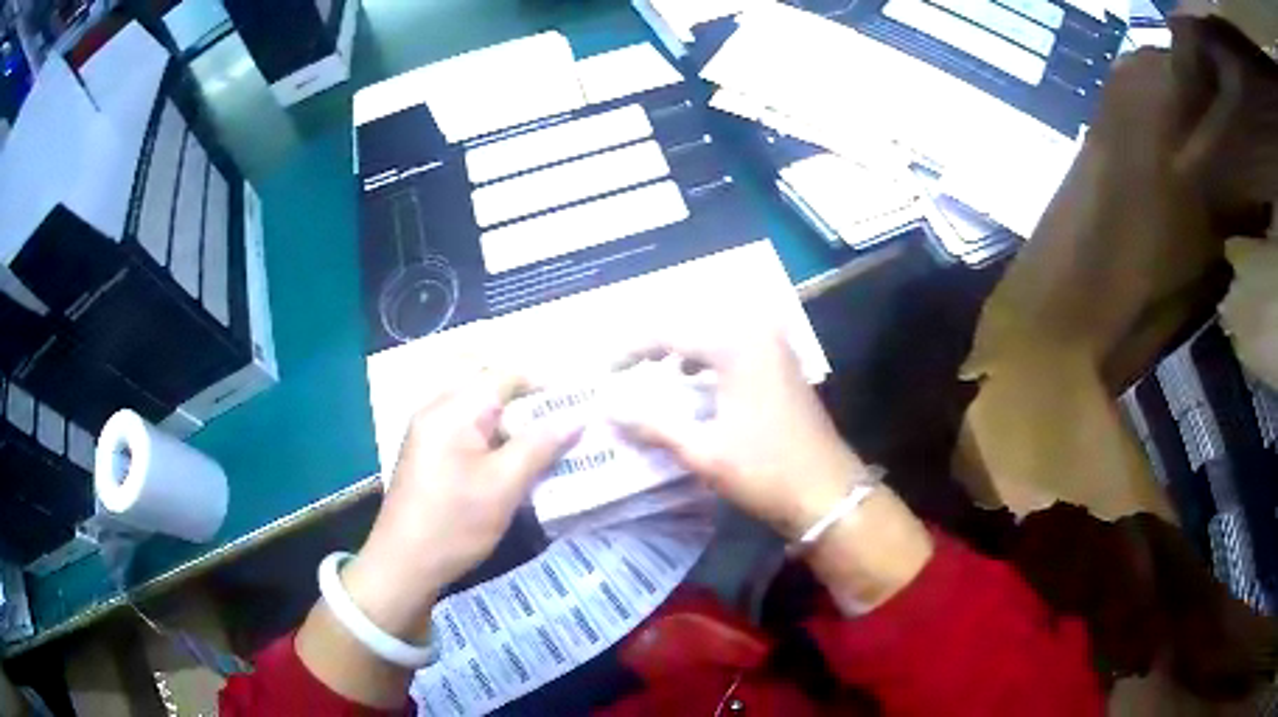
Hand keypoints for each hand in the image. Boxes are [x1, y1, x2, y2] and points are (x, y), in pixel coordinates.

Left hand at [343, 372, 579, 640]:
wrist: (404, 564)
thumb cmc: (455, 523)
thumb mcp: (504, 486)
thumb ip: (540, 446)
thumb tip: (577, 417)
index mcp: (452, 410)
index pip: (503, 376)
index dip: (542, 384)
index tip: (575, 403)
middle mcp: (436, 410)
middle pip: (489, 391)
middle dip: (528, 405)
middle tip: (562, 426)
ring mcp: (427, 432)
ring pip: (478, 413)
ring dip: (511, 425)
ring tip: (544, 446)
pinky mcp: (427, 454)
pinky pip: (465, 431)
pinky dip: (492, 440)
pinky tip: (511, 464)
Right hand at [615, 326, 932, 610]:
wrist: (828, 493)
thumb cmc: (766, 470)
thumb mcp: (703, 450)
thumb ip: (652, 425)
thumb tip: (608, 410)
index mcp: (736, 344)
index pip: (668, 332)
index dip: (630, 349)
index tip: (603, 371)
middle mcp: (756, 333)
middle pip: (690, 325)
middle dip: (653, 343)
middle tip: (621, 366)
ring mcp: (774, 347)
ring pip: (712, 335)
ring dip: (679, 351)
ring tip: (649, 371)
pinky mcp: (781, 364)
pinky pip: (732, 348)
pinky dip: (705, 361)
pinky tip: (690, 383)